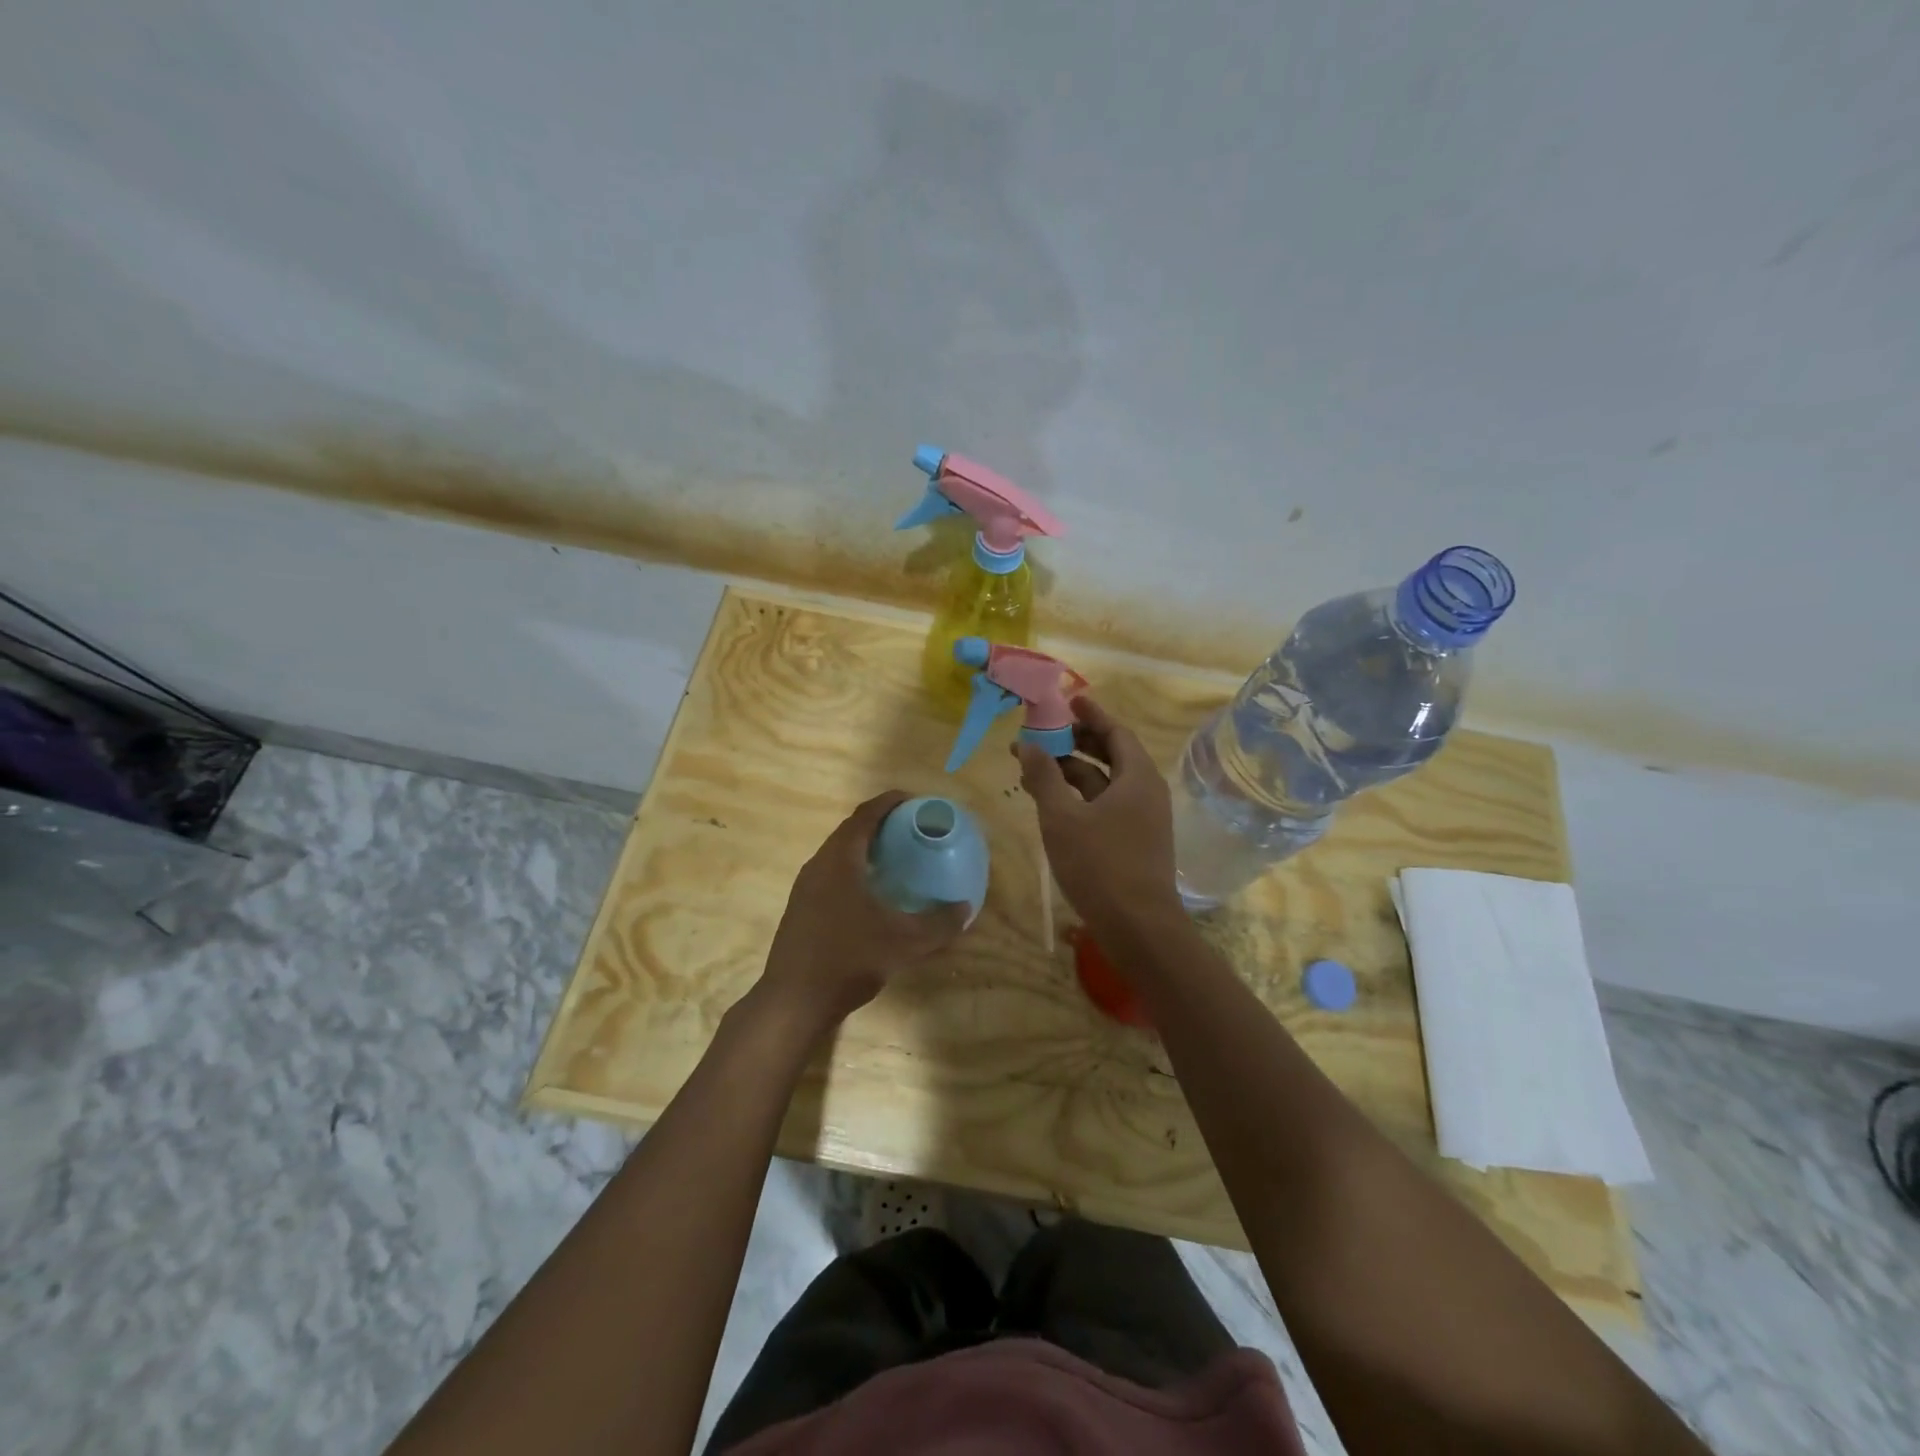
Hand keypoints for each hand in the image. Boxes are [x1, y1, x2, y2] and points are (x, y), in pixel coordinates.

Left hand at [755, 791, 968, 1039]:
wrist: (793, 1001)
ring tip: (895, 857)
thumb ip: (939, 924)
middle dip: (880, 824)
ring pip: (837, 854)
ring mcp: (805, 887)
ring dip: (864, 848)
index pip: (865, 815)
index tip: (913, 800)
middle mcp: (818, 865)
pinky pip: (830, 873)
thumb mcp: (904, 943)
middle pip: (850, 831)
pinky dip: (853, 869)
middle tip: (910, 828)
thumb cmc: (849, 960)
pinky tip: (871, 893)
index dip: (889, 802)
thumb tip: (966, 908)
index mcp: (840, 860)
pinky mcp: (801, 908)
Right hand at [1013, 697, 1182, 932]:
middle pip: (1112, 755)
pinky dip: (1080, 797)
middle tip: (1044, 733)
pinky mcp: (1134, 841)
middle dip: (1076, 743)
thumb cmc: (1100, 865)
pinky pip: (1106, 805)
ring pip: (1105, 783)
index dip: (1091, 715)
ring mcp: (1142, 819)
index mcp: (1137, 777)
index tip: (1069, 701)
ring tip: (1034, 768)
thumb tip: (1027, 744)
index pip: (1116, 732)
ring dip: (1072, 772)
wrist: (1139, 927)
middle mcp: (1145, 792)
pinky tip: (1052, 804)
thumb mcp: (1062, 818)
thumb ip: (1044, 777)